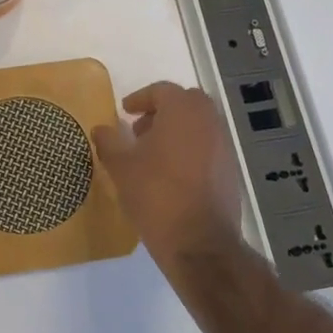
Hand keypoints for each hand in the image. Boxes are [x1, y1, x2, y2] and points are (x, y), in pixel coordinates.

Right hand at [92, 82, 246, 277]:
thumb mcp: (121, 167)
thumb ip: (109, 141)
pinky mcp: (231, 169)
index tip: (125, 112)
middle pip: (185, 103)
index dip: (140, 99)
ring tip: (152, 155)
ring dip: (176, 131)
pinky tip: (171, 175)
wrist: (199, 242)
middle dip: (161, 112)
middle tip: (139, 130)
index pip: (161, 90)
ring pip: (198, 125)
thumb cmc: (156, 195)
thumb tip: (101, 129)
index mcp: (183, 110)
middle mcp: (209, 120)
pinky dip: (190, 150)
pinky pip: (207, 147)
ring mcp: (224, 145)